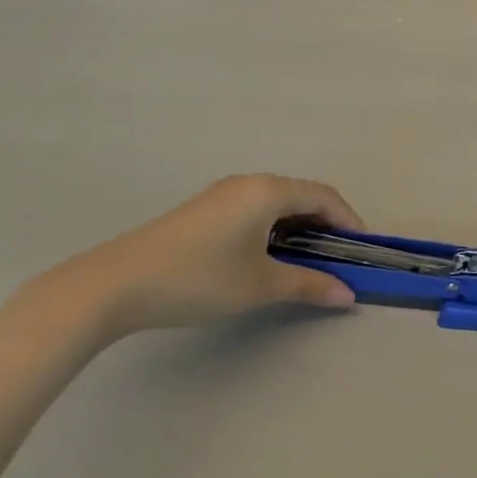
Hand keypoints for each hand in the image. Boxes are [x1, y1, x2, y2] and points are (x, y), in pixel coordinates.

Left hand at [36, 174, 364, 339]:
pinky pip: (254, 209)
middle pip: (302, 195)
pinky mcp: (202, 211)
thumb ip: (308, 284)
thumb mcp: (259, 284)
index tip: (363, 249)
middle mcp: (248, 183)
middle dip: (326, 223)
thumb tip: (348, 295)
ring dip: (299, 227)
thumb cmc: (198, 278)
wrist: (113, 285)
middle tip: (339, 257)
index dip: (349, 220)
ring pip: (276, 203)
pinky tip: (267, 256)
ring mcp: (222, 195)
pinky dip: (274, 227)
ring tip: (308, 260)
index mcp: (268, 190)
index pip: (324, 197)